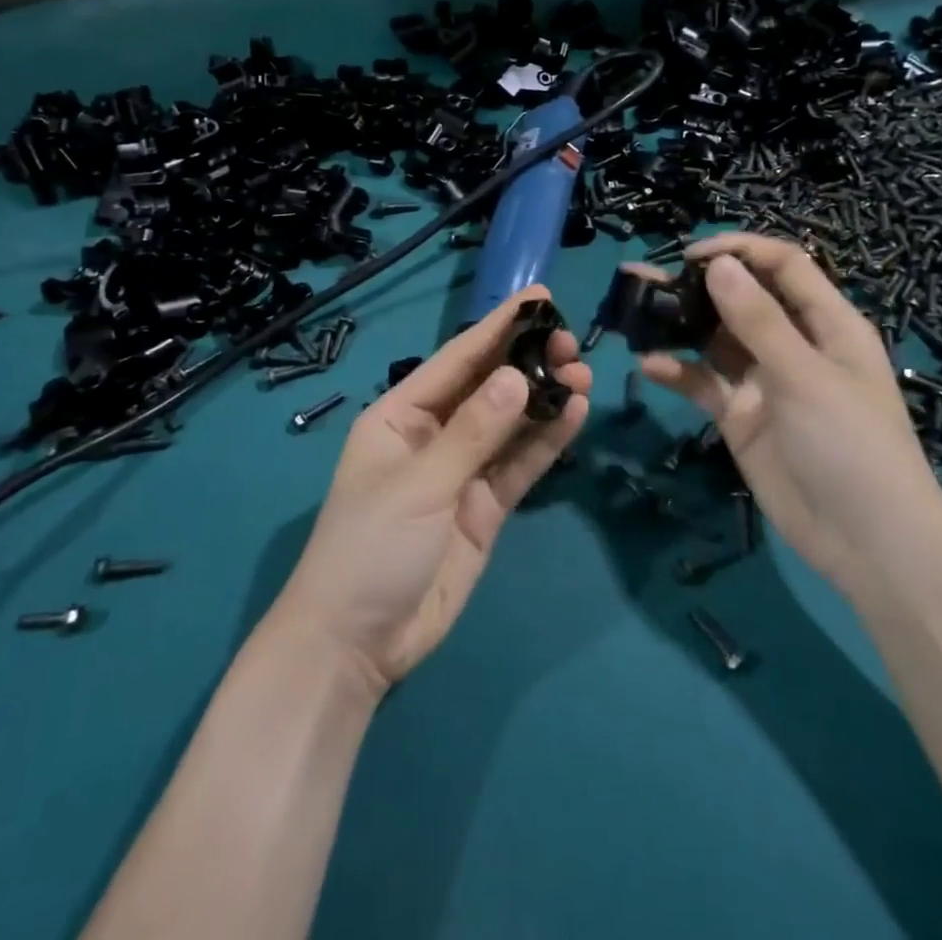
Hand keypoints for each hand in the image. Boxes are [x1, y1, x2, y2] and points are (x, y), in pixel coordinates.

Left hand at [270, 287, 590, 697]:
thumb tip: (519, 377)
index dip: (498, 326)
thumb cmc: (371, 547)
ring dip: (544, 399)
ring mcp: (461, 472)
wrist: (357, 644)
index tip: (539, 297)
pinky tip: (574, 414)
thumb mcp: (420, 483)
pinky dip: (546, 441)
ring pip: (510, 424)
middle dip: (528, 362)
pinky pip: (519, 465)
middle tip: (572, 345)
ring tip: (583, 374)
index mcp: (401, 415)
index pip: (457, 360)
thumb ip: (474, 431)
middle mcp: (433, 435)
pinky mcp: (484, 508)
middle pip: (488, 388)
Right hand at [637, 234, 941, 584]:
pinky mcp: (741, 417)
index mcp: (826, 323)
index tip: (691, 256)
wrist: (866, 544)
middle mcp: (793, 344)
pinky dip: (678, 372)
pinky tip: (650, 366)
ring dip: (679, 325)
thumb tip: (718, 263)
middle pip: (741, 299)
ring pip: (715, 339)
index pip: (782, 266)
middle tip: (644, 278)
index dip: (740, 251)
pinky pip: (705, 383)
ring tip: (633, 312)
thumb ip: (759, 320)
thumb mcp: (806, 376)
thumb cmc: (851, 445)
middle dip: (697, 285)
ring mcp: (764, 381)